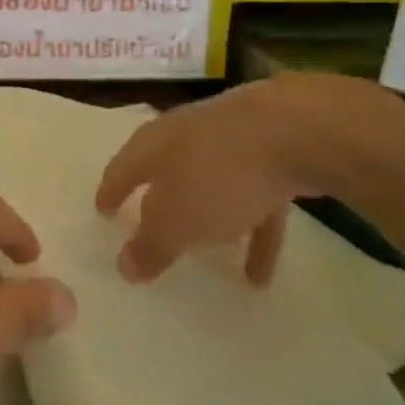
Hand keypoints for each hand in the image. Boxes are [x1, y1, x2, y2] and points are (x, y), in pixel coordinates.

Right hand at [95, 76, 348, 284]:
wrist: (301, 129)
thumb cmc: (222, 174)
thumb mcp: (178, 220)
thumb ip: (151, 245)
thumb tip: (123, 267)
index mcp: (156, 144)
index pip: (122, 168)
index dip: (110, 192)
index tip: (102, 213)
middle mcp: (189, 135)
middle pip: (167, 170)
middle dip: (159, 200)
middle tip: (149, 225)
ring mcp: (234, 139)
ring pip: (213, 185)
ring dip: (210, 221)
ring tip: (208, 261)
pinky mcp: (275, 151)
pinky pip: (256, 199)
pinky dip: (253, 231)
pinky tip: (260, 274)